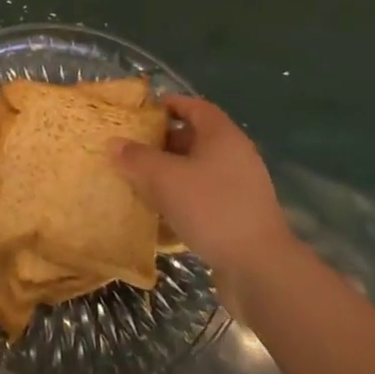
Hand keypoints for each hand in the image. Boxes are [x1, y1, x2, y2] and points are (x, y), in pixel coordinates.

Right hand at [112, 95, 294, 290]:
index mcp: (222, 136)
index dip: (169, 104)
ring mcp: (241, 187)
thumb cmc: (210, 208)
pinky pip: (205, 196)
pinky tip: (161, 212)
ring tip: (140, 180)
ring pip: (198, 170)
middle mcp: (236, 155)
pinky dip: (183, 198)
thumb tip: (115, 144)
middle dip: (164, 141)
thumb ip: (136, 158)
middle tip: (134, 148)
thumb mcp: (164, 178)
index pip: (195, 107)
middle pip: (196, 138)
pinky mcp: (239, 215)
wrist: (259, 268)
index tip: (143, 111)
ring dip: (171, 173)